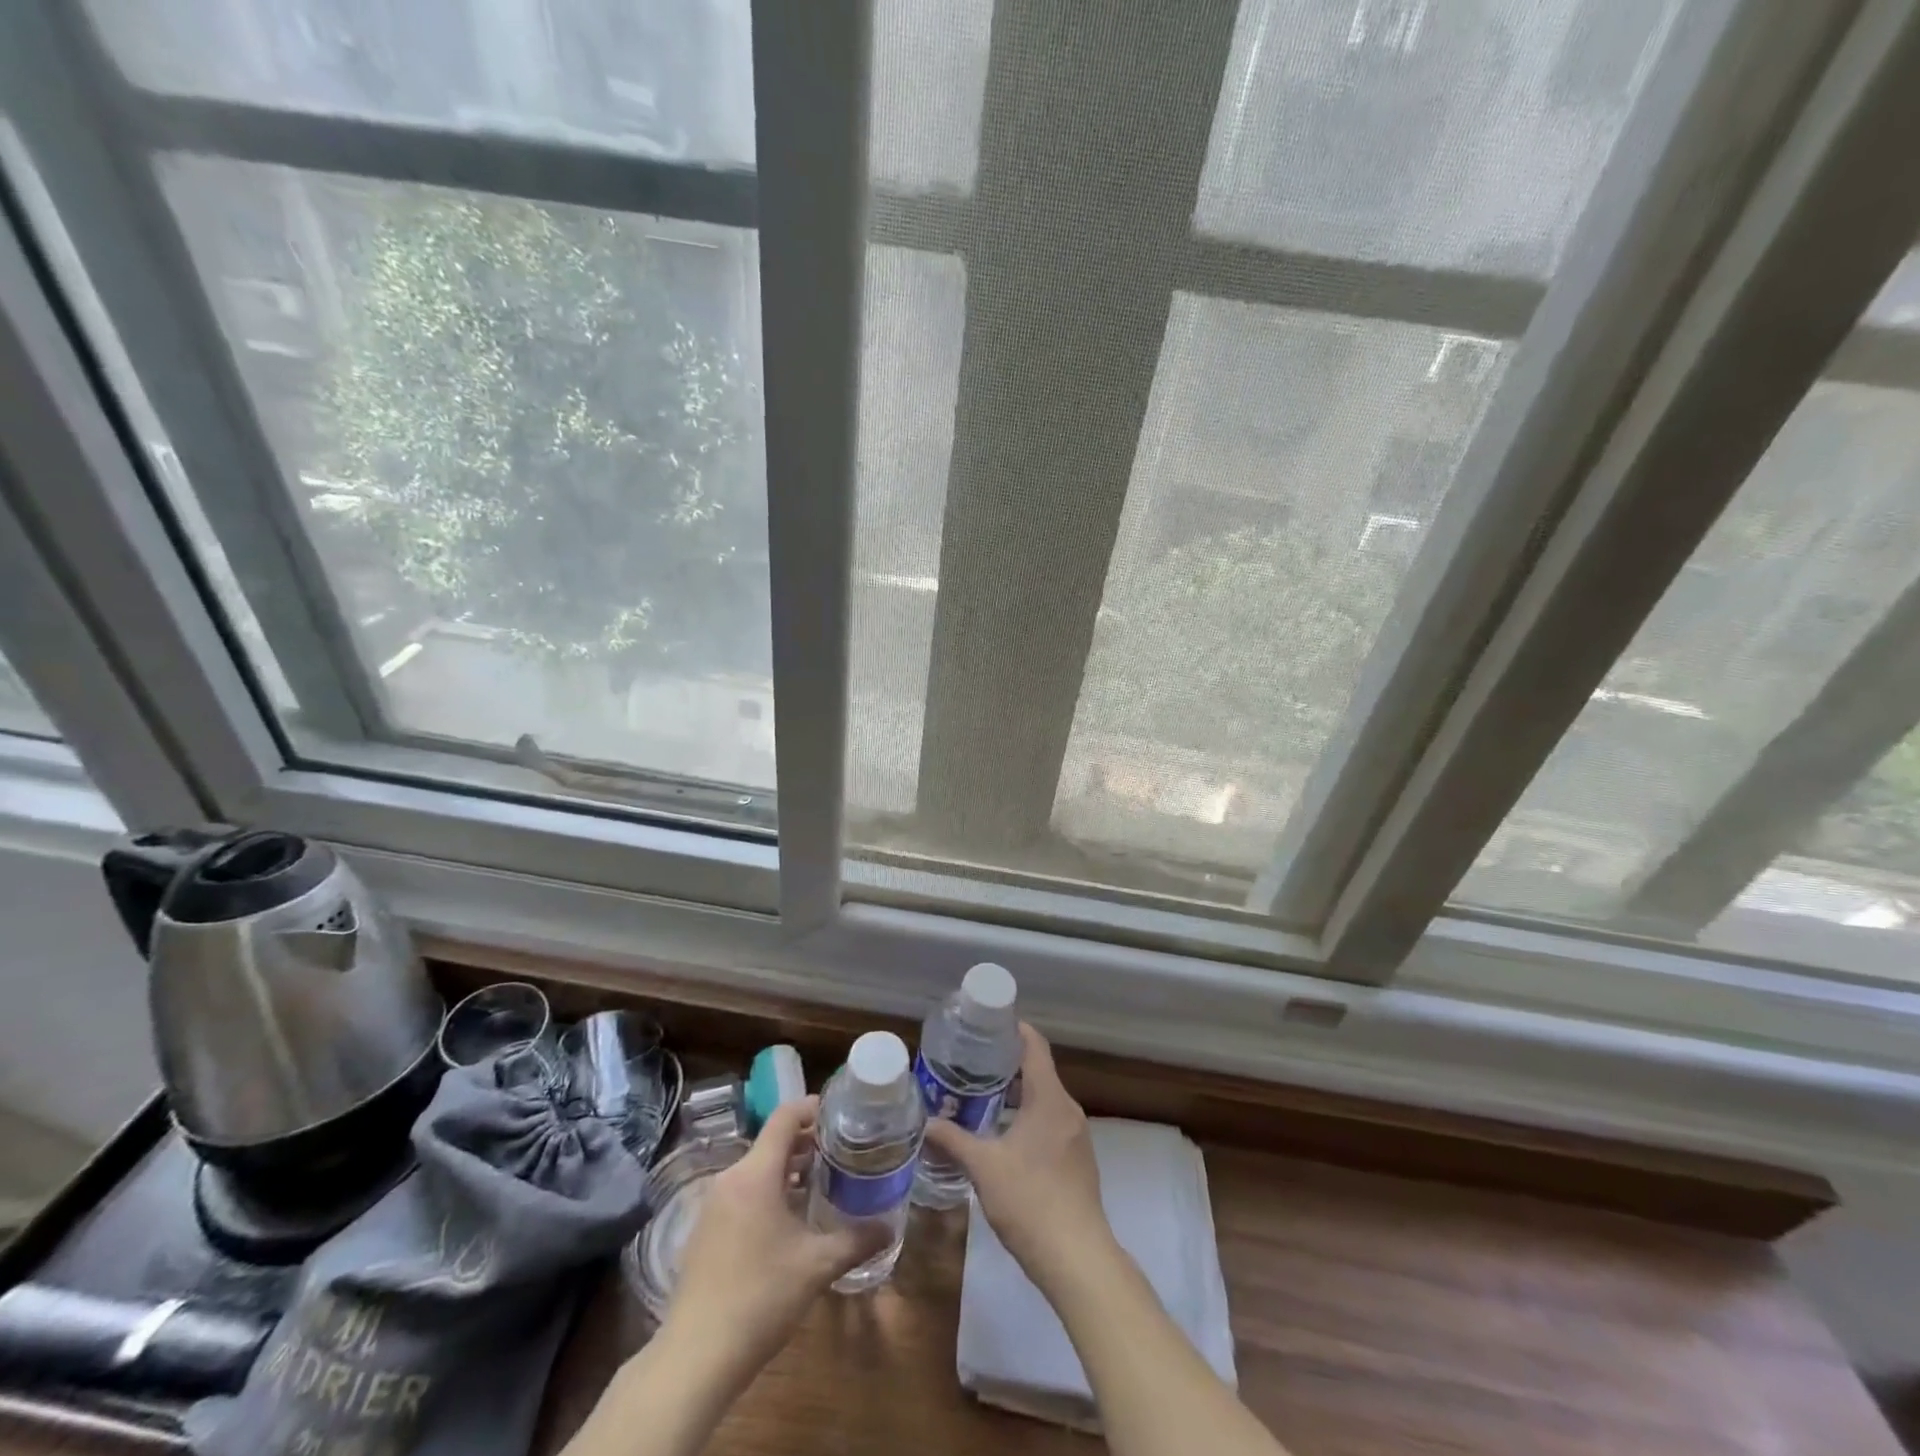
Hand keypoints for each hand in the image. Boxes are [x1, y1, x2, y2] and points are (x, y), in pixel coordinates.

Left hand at [662, 1098, 885, 1382]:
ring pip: (758, 1168)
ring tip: (823, 1182)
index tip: (842, 1113)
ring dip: (789, 1169)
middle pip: (772, 1142)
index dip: (813, 1108)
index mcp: (755, 1174)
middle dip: (808, 1142)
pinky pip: (743, 1192)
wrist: (695, 1359)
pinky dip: (770, 1191)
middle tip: (842, 1151)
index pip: (785, 1117)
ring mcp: (714, 1205)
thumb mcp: (817, 1267)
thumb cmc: (760, 1298)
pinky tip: (791, 1219)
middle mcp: (731, 1179)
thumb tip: (889, 1228)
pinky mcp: (706, 1230)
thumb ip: (856, 1241)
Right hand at [923, 1024, 1112, 1295]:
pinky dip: (1028, 1116)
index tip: (988, 1023)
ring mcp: (1077, 1136)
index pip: (1035, 1046)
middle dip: (1007, 1064)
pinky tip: (1004, 1135)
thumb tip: (926, 1122)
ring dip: (1017, 1094)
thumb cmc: (1030, 1201)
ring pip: (1045, 1099)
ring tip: (981, 1096)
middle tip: (972, 1062)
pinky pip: (1051, 1122)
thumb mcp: (984, 1168)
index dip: (1014, 1029)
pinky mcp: (1078, 1160)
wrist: (1078, 1258)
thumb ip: (954, 1141)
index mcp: (1049, 1099)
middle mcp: (1067, 1109)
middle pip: (1039, 1071)